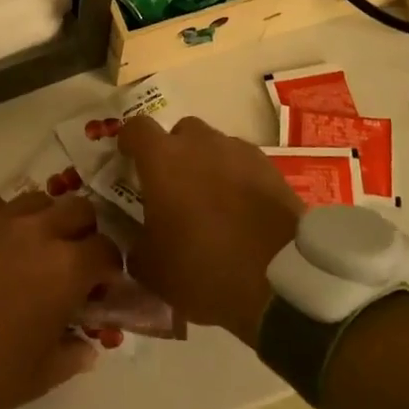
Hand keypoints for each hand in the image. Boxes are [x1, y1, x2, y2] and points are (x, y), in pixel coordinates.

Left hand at [0, 191, 122, 408]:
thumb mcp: (38, 377)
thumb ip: (72, 356)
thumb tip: (88, 346)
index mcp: (66, 269)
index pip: (107, 251)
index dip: (109, 269)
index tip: (101, 288)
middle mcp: (38, 231)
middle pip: (79, 209)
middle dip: (84, 232)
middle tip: (71, 261)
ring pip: (38, 200)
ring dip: (45, 220)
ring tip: (31, 249)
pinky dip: (4, 220)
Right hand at [119, 116, 302, 346]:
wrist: (281, 280)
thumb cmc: (203, 268)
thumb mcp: (151, 269)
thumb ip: (134, 243)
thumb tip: (134, 237)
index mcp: (163, 159)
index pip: (136, 128)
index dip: (128, 141)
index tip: (127, 159)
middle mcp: (200, 143)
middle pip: (180, 132)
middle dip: (173, 152)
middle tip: (172, 186)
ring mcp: (239, 152)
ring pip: (214, 146)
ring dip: (206, 164)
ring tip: (210, 201)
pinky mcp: (270, 168)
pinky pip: (243, 163)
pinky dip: (236, 178)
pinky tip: (239, 209)